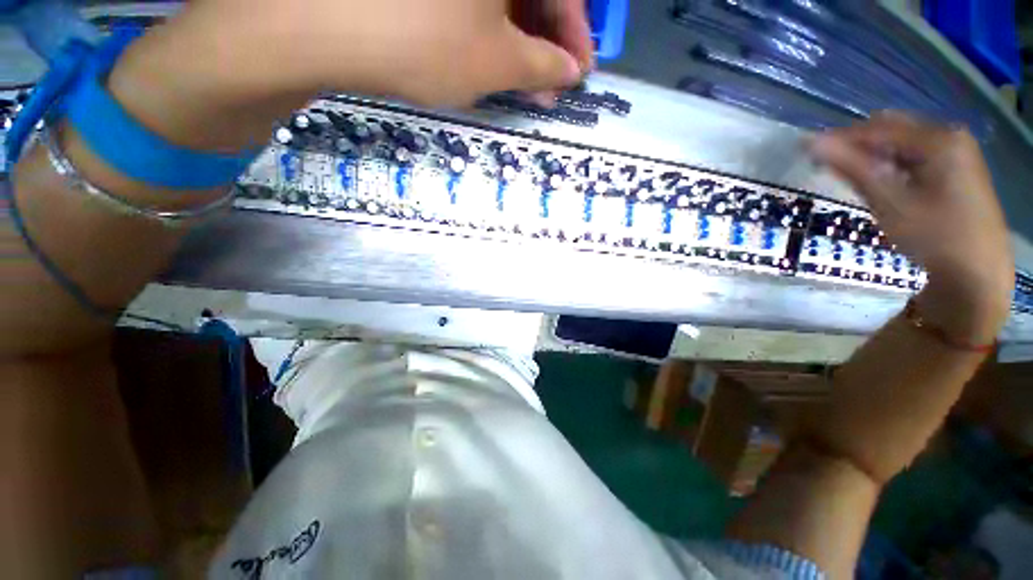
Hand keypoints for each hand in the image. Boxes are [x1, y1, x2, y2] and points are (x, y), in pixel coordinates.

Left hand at [178, 0, 591, 107]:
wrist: (321, 25)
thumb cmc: (424, 41)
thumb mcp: (495, 63)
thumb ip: (542, 67)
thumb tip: (569, 73)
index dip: (576, 37)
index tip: (578, 74)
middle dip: (546, 41)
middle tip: (549, 85)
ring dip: (519, 40)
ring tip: (523, 83)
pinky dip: (488, 29)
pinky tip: (490, 58)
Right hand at [810, 112, 1013, 341]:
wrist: (977, 275)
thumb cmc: (935, 237)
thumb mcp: (890, 202)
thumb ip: (852, 168)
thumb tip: (813, 143)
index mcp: (939, 140)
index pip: (878, 128)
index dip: (840, 138)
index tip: (807, 150)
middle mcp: (950, 137)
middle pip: (893, 129)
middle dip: (859, 144)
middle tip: (830, 166)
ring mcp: (957, 153)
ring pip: (903, 143)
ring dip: (874, 156)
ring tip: (851, 176)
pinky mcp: (957, 170)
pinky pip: (915, 156)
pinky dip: (893, 165)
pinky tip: (882, 183)